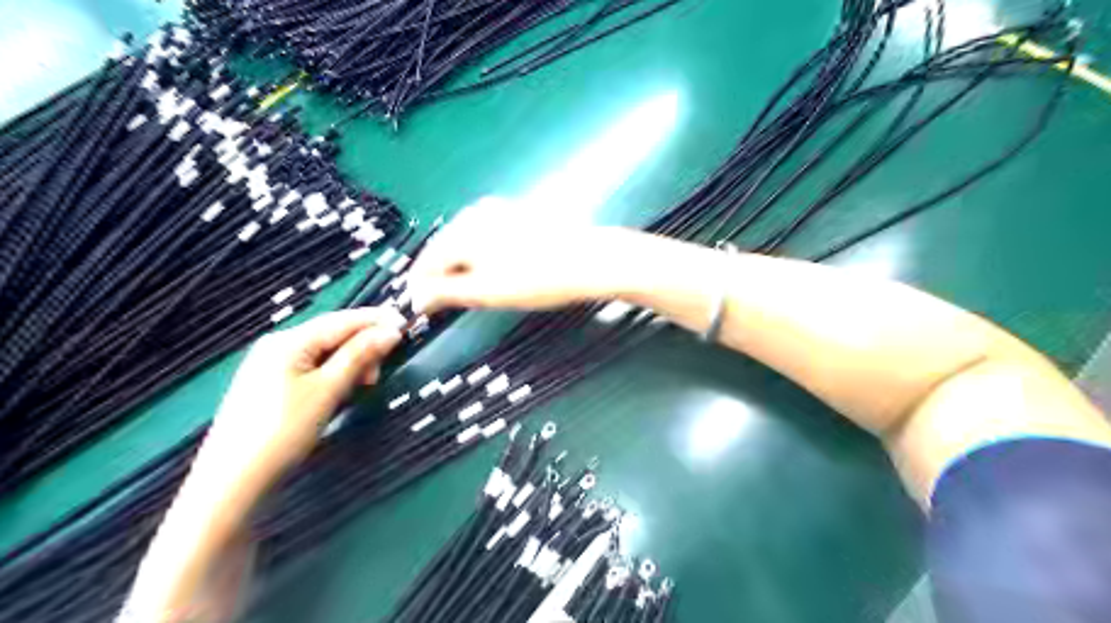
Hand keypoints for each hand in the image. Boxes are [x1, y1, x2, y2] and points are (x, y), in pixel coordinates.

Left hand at [202, 306, 406, 477]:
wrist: (233, 480)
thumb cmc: (283, 430)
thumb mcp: (328, 390)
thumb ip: (359, 356)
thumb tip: (390, 331)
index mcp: (288, 341)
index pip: (342, 320)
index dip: (375, 320)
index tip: (406, 324)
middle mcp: (277, 345)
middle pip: (332, 334)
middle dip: (363, 345)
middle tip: (382, 369)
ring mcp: (271, 364)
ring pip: (323, 352)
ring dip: (350, 361)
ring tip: (365, 383)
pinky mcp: (270, 384)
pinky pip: (311, 366)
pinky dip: (334, 373)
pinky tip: (342, 388)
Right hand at [408, 197, 621, 314]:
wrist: (591, 260)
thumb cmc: (538, 279)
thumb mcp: (487, 291)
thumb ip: (446, 293)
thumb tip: (417, 299)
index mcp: (463, 230)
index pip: (427, 261)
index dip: (421, 286)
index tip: (421, 307)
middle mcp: (475, 213)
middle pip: (445, 249)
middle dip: (442, 276)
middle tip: (445, 303)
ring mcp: (498, 210)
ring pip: (466, 242)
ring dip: (462, 266)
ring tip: (470, 290)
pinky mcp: (517, 214)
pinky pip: (485, 236)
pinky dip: (481, 255)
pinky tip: (494, 270)